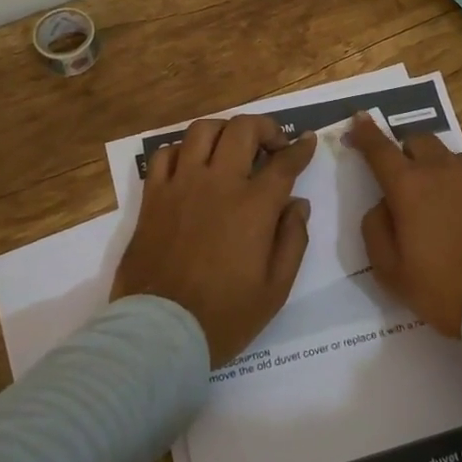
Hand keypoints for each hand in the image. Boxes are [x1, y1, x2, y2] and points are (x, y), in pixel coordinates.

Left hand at [111, 114, 317, 365]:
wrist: (159, 333)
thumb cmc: (225, 315)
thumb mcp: (276, 288)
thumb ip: (293, 239)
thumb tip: (297, 204)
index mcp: (253, 206)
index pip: (284, 162)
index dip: (301, 148)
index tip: (308, 141)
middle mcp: (218, 183)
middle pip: (243, 129)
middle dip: (266, 127)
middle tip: (274, 144)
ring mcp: (181, 185)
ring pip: (202, 130)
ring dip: (225, 131)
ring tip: (233, 146)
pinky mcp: (153, 196)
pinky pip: (165, 154)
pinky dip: (183, 150)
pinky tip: (193, 164)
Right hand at [345, 113, 461, 337]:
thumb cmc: (444, 288)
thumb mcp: (392, 272)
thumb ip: (376, 230)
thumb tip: (383, 205)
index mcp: (409, 187)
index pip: (380, 149)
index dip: (366, 132)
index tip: (360, 118)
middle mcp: (444, 170)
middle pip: (420, 141)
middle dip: (407, 151)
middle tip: (407, 178)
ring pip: (452, 159)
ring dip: (440, 172)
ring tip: (445, 206)